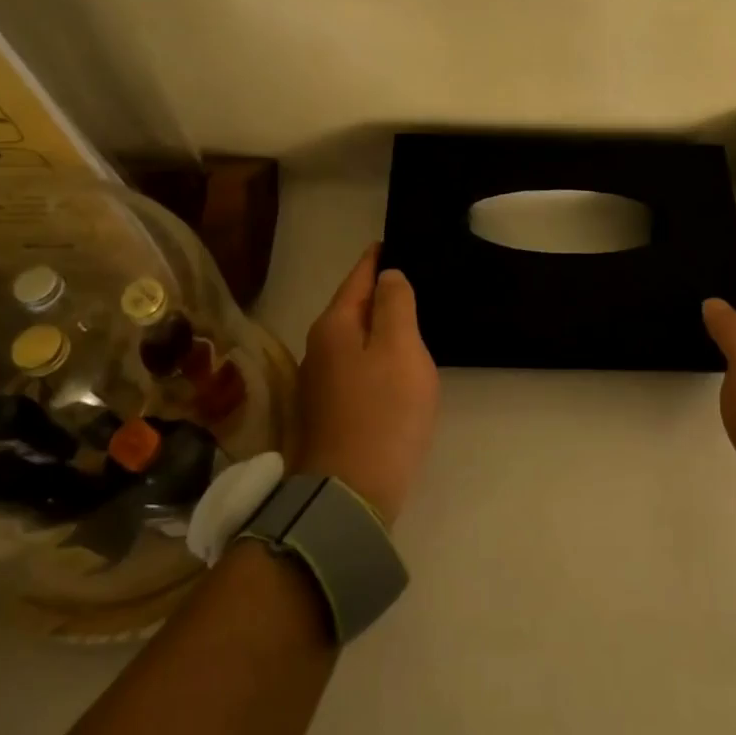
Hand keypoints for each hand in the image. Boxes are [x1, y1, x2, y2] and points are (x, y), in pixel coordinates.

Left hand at [294, 244, 439, 527]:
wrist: (350, 495)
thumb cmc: (383, 414)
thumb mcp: (400, 349)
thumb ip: (396, 304)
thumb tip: (388, 276)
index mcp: (334, 326)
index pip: (358, 276)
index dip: (378, 257)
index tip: (399, 239)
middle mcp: (319, 348)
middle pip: (353, 307)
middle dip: (381, 291)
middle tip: (417, 276)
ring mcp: (320, 382)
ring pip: (355, 338)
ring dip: (380, 325)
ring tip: (413, 315)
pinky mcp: (330, 411)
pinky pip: (357, 366)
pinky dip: (377, 355)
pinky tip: (397, 363)